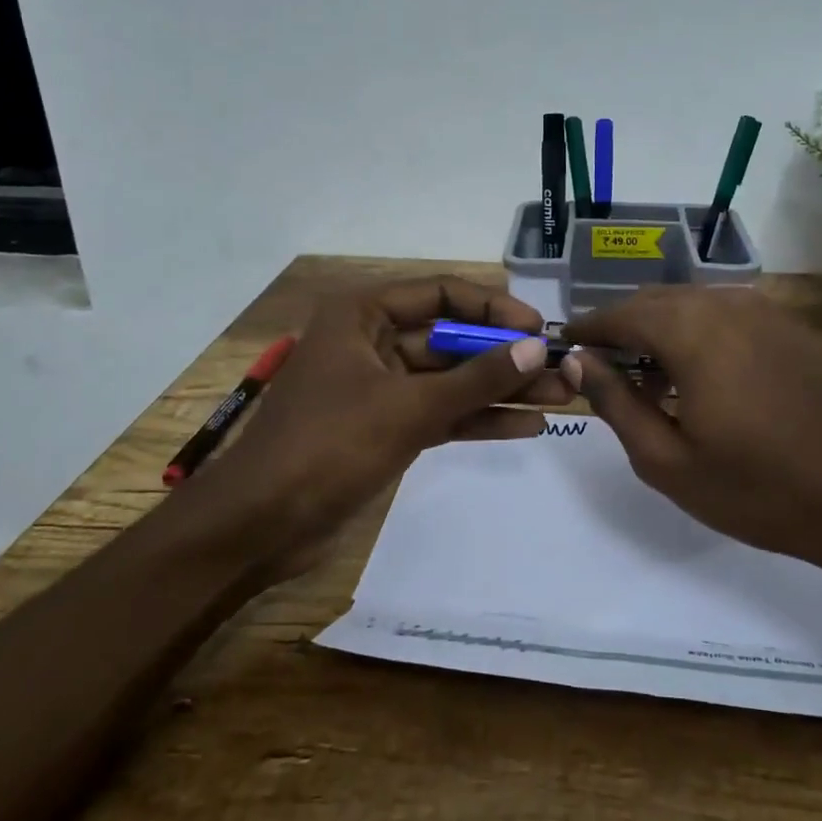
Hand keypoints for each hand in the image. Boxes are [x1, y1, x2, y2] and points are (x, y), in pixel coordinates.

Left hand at [175, 276, 573, 579]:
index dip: (492, 307)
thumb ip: (476, 378)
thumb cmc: (328, 446)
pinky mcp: (386, 428)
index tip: (537, 329)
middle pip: (452, 339)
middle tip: (562, 370)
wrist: (259, 526)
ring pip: (451, 380)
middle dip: (505, 356)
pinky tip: (526, 426)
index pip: (441, 294)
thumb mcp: (409, 407)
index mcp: (363, 315)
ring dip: (501, 389)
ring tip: (561, 398)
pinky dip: (478, 418)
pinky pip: (441, 412)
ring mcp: (381, 387)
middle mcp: (373, 342)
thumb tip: (535, 348)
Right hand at [563, 286, 821, 620]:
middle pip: (655, 301)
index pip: (620, 313)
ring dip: (659, 332)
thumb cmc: (761, 490)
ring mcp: (765, 313)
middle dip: (622, 328)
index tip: (563, 346)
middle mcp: (726, 304)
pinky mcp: (790, 329)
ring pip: (691, 306)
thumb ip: (615, 401)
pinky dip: (696, 335)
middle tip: (600, 368)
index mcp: (692, 330)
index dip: (587, 328)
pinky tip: (698, 379)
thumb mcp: (668, 460)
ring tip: (647, 381)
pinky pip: (725, 317)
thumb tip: (578, 360)